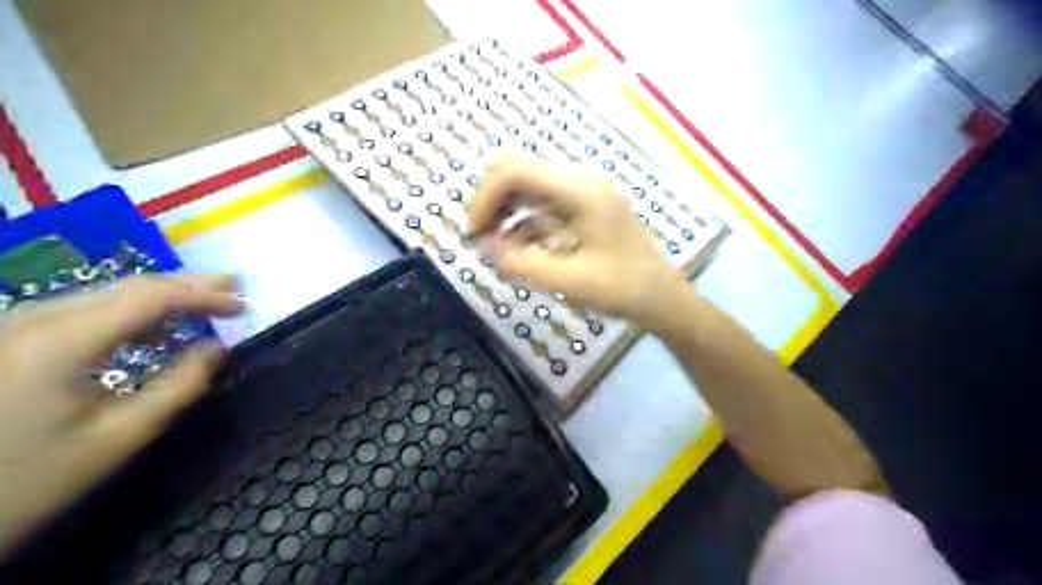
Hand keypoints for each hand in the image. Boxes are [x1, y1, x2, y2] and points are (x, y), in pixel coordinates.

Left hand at [0, 275, 242, 551]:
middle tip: (236, 286)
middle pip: (127, 288)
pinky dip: (130, 313)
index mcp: (62, 342)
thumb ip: (179, 388)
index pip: (150, 298)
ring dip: (163, 296)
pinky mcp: (11, 341)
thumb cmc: (31, 481)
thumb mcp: (120, 438)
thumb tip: (217, 350)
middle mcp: (36, 321)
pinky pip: (84, 311)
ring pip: (106, 295)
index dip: (204, 296)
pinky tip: (155, 329)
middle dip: (188, 285)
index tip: (244, 307)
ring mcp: (17, 328)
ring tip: (207, 302)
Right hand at [469, 156, 689, 328]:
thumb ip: (523, 264)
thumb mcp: (571, 282)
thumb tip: (486, 248)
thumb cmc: (624, 290)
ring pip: (527, 188)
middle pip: (519, 172)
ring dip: (504, 212)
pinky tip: (516, 251)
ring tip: (493, 247)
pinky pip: (541, 207)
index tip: (473, 234)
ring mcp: (582, 196)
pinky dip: (521, 224)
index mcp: (581, 193)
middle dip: (491, 202)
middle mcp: (580, 184)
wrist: (663, 299)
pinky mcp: (581, 211)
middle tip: (479, 239)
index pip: (516, 172)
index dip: (485, 198)